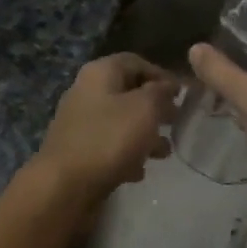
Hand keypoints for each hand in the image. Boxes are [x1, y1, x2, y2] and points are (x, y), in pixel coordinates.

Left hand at [32, 53, 177, 202]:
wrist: (64, 186)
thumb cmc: (109, 139)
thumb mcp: (144, 109)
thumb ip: (160, 92)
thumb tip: (168, 84)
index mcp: (100, 73)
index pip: (135, 62)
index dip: (161, 74)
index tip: (183, 94)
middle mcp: (86, 91)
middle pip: (128, 92)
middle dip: (155, 107)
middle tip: (176, 122)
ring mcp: (80, 122)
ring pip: (120, 121)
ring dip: (144, 134)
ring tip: (164, 152)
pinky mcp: (78, 150)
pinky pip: (109, 145)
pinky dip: (126, 154)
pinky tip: (139, 171)